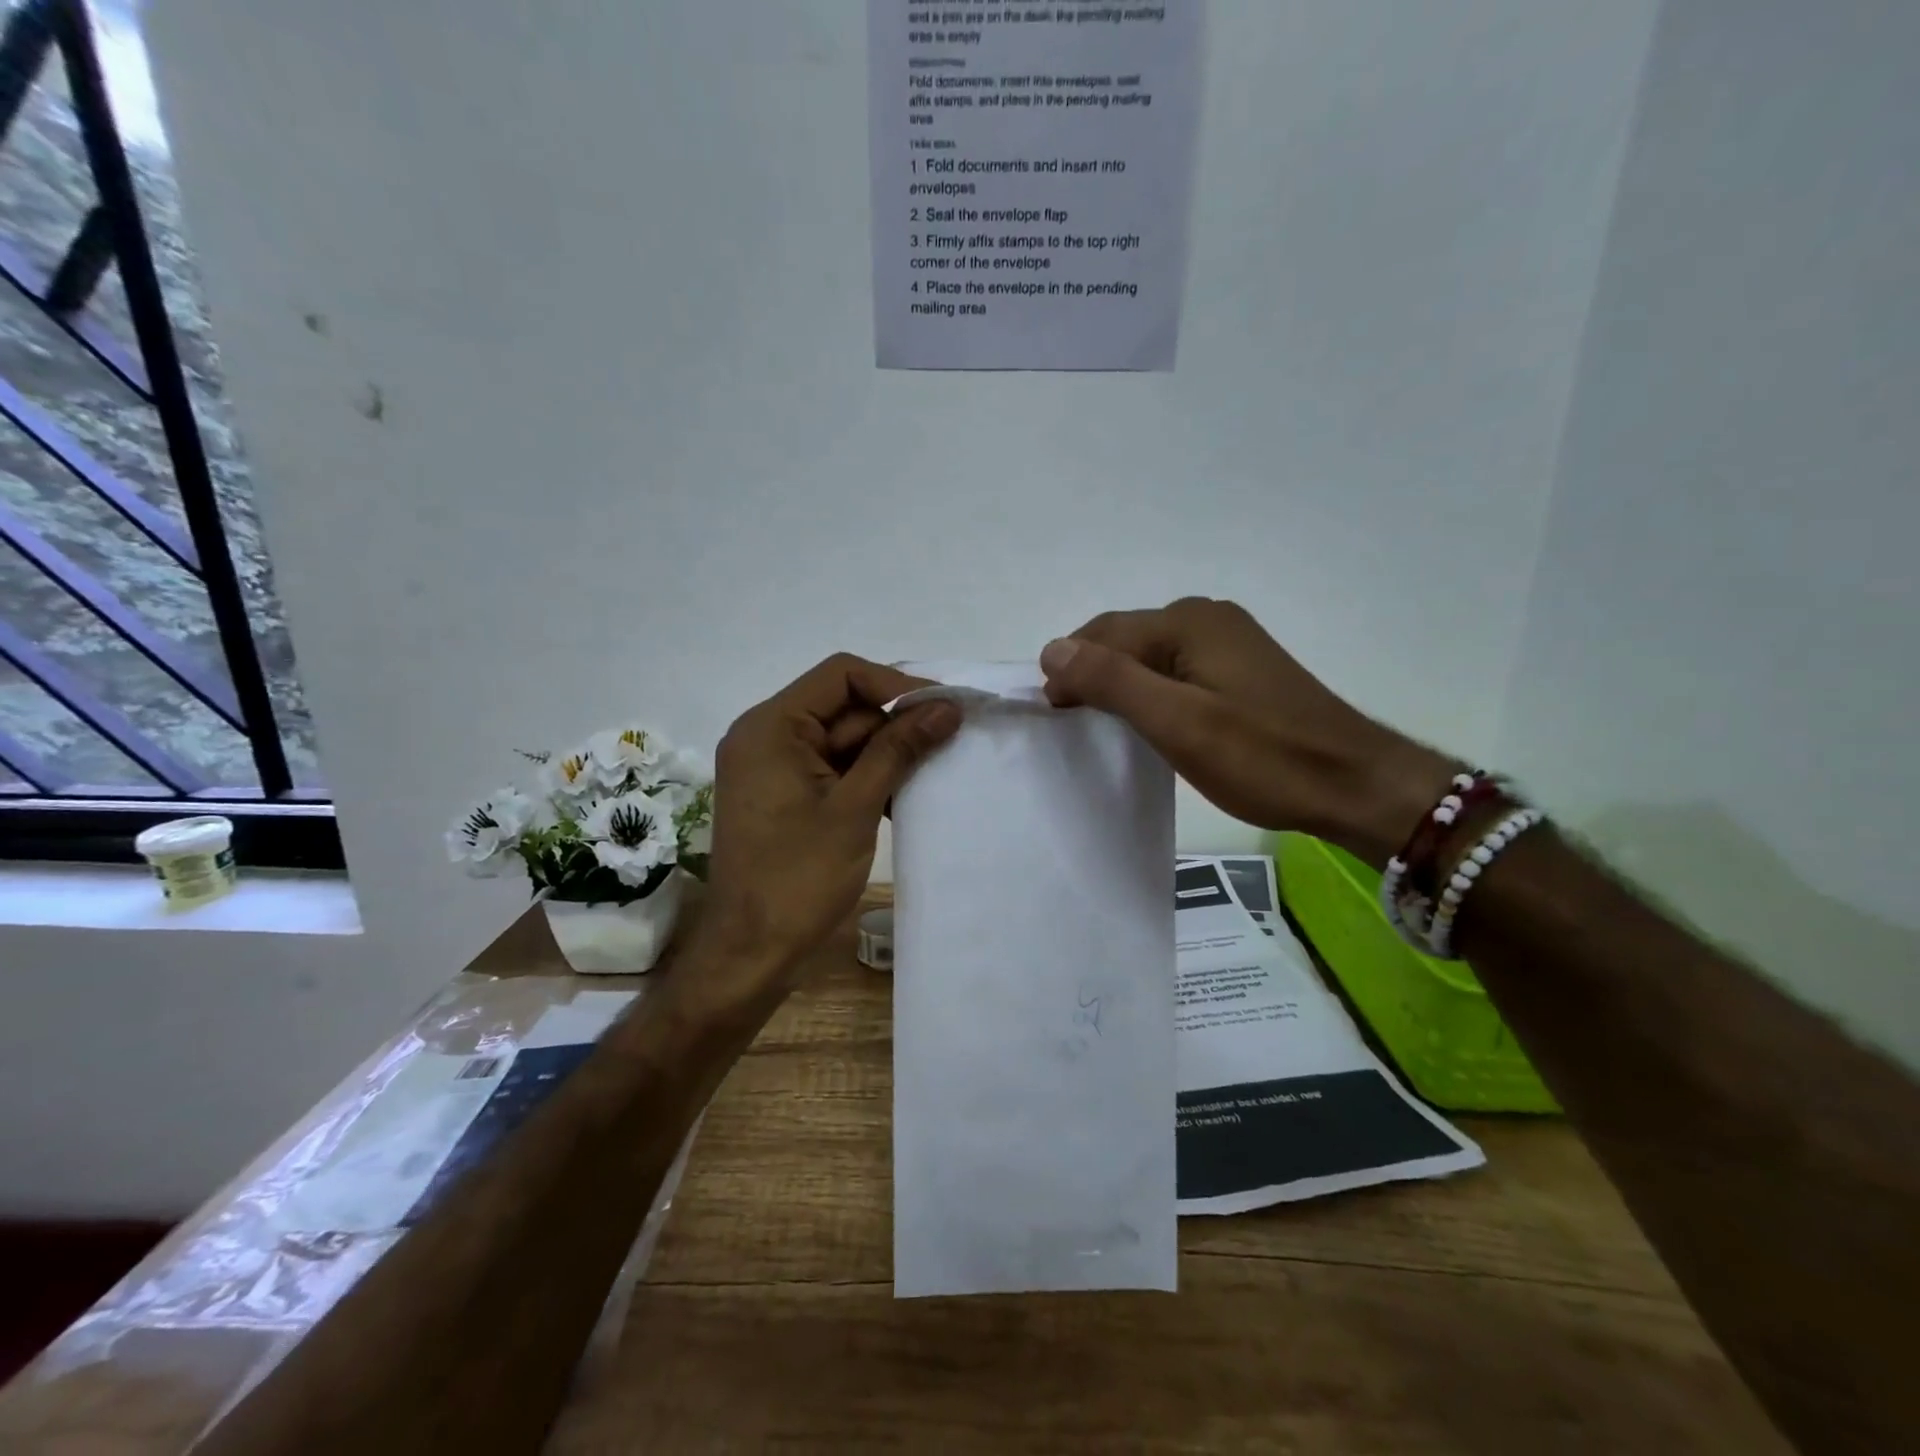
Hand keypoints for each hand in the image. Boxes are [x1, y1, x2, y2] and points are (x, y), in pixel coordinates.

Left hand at [690, 654, 960, 1011]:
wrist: (750, 953)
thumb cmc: (798, 878)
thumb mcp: (855, 807)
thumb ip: (899, 749)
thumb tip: (946, 707)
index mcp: (771, 727)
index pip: (841, 675)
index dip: (896, 685)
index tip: (942, 709)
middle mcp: (766, 736)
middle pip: (844, 707)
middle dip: (895, 724)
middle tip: (948, 743)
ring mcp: (774, 767)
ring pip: (843, 739)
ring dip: (886, 754)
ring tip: (933, 771)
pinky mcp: (784, 794)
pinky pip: (833, 768)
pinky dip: (866, 777)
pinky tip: (902, 797)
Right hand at [1039, 598, 1454, 866]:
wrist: (1353, 784)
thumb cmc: (1261, 757)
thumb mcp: (1176, 722)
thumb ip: (1111, 681)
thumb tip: (1052, 648)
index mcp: (1188, 622)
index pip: (1103, 634)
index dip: (1068, 669)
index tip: (1053, 715)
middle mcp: (1206, 618)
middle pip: (1125, 639)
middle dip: (1092, 674)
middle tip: (1072, 723)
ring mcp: (1228, 640)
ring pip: (1149, 655)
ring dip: (1120, 684)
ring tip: (1105, 726)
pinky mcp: (1241, 667)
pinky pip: (1176, 668)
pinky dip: (1151, 691)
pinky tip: (1150, 720)